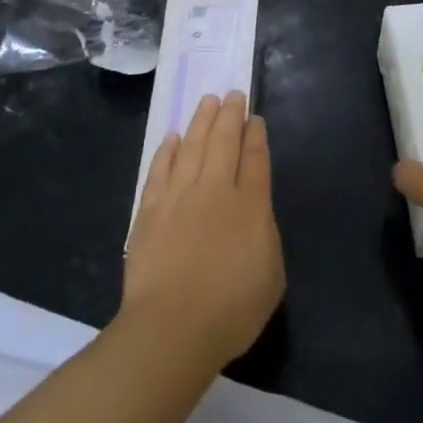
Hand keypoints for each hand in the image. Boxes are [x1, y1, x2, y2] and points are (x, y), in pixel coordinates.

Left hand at [121, 92, 284, 368]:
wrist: (172, 328)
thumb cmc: (231, 310)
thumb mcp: (271, 274)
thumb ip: (266, 234)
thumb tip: (255, 209)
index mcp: (251, 206)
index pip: (256, 159)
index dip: (256, 135)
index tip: (254, 118)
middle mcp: (217, 191)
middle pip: (224, 142)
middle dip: (230, 115)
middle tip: (232, 94)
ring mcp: (180, 197)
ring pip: (193, 146)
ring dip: (201, 121)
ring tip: (207, 101)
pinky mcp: (150, 210)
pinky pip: (161, 169)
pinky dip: (169, 150)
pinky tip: (174, 137)